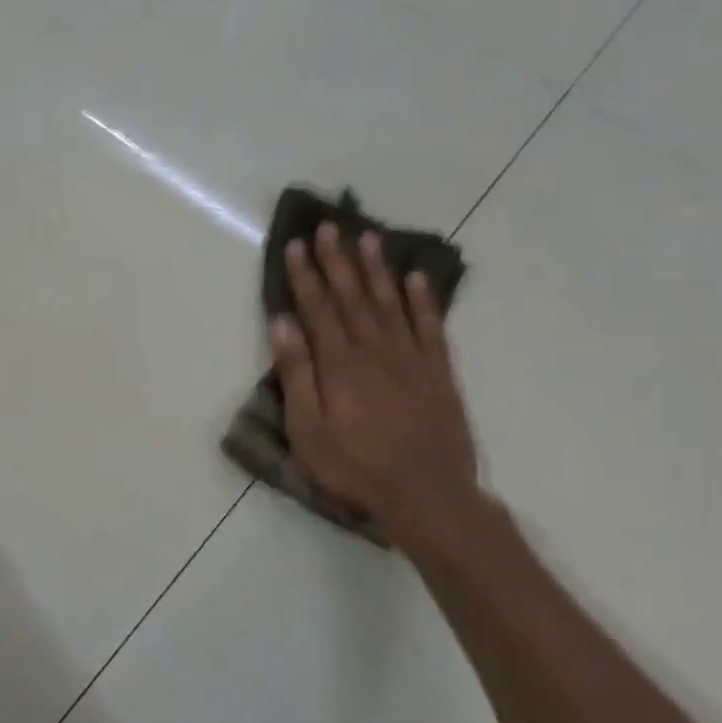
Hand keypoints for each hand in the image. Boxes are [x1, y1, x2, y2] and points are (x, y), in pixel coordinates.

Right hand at [268, 224, 480, 548]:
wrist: (428, 497)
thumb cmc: (354, 467)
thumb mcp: (308, 428)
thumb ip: (296, 373)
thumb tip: (283, 323)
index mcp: (340, 364)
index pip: (318, 307)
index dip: (305, 274)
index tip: (295, 244)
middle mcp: (375, 350)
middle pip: (353, 296)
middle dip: (337, 259)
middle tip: (328, 226)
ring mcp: (412, 359)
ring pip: (391, 302)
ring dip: (377, 268)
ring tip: (367, 236)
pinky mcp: (439, 372)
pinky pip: (431, 326)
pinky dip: (423, 300)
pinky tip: (416, 278)